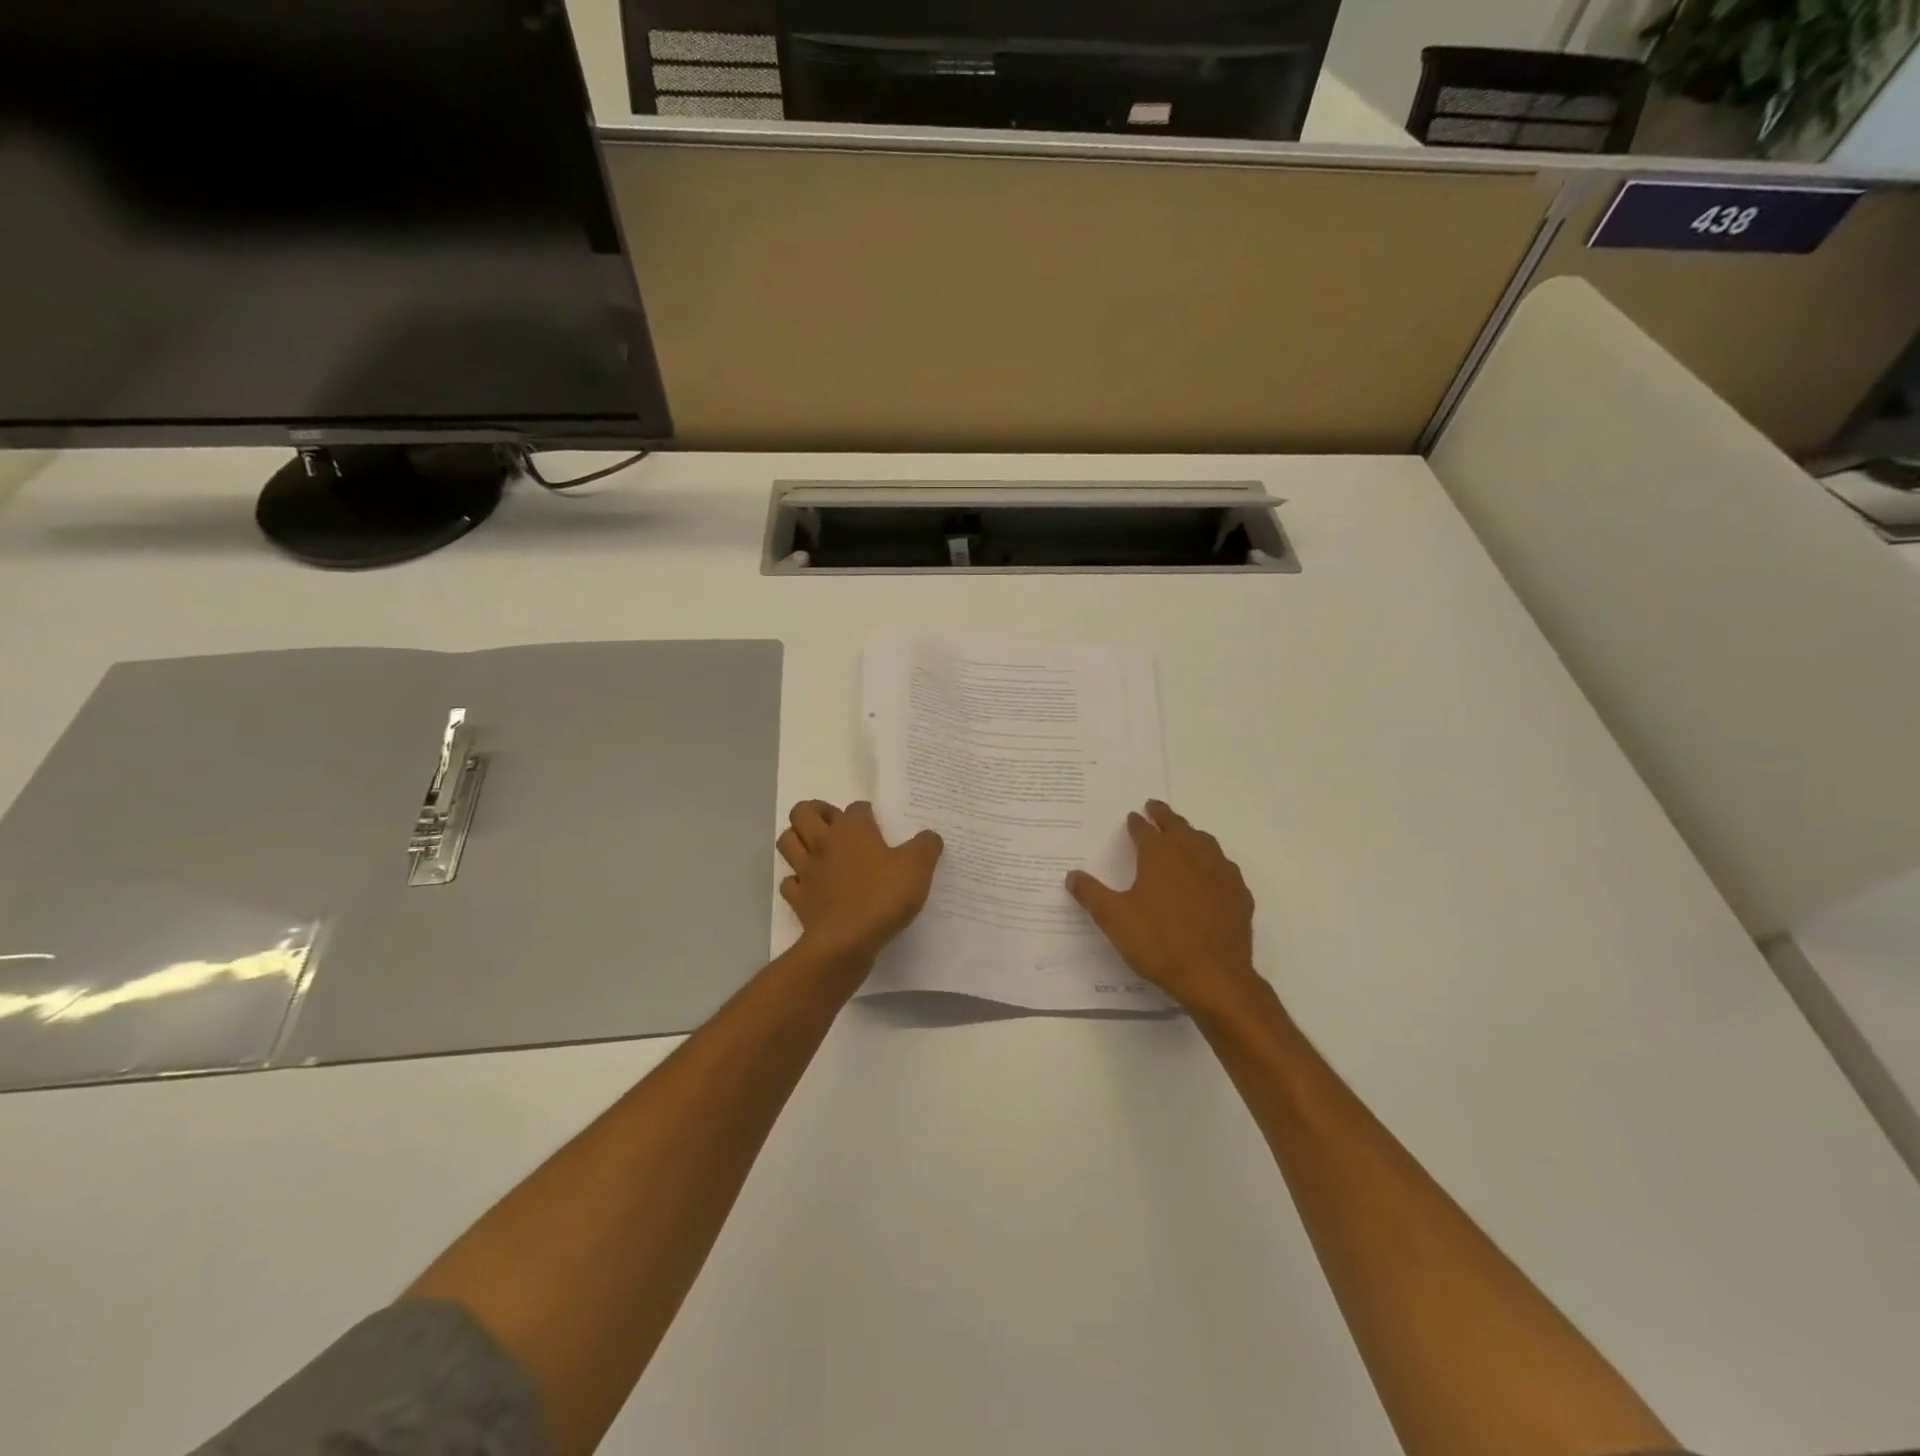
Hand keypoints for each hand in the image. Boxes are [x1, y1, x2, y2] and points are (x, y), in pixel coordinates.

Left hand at [777, 800, 943, 968]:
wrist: (845, 942)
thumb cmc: (882, 897)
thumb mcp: (918, 868)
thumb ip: (926, 846)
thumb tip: (929, 836)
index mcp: (852, 830)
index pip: (855, 808)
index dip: (866, 812)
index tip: (877, 824)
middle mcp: (823, 843)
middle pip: (803, 812)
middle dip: (815, 811)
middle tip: (834, 823)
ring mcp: (806, 871)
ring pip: (787, 841)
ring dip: (797, 838)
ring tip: (816, 846)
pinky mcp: (798, 899)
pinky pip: (789, 882)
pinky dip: (797, 880)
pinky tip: (811, 885)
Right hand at [1066, 800, 1259, 1011]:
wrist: (1214, 976)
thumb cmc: (1158, 942)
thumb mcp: (1113, 918)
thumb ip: (1091, 893)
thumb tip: (1072, 875)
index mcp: (1160, 854)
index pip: (1145, 830)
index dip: (1137, 823)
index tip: (1132, 817)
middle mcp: (1192, 854)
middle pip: (1178, 826)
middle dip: (1164, 816)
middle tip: (1155, 807)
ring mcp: (1221, 873)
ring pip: (1205, 842)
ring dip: (1191, 834)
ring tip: (1184, 834)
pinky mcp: (1239, 894)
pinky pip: (1225, 868)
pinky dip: (1214, 862)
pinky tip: (1212, 873)